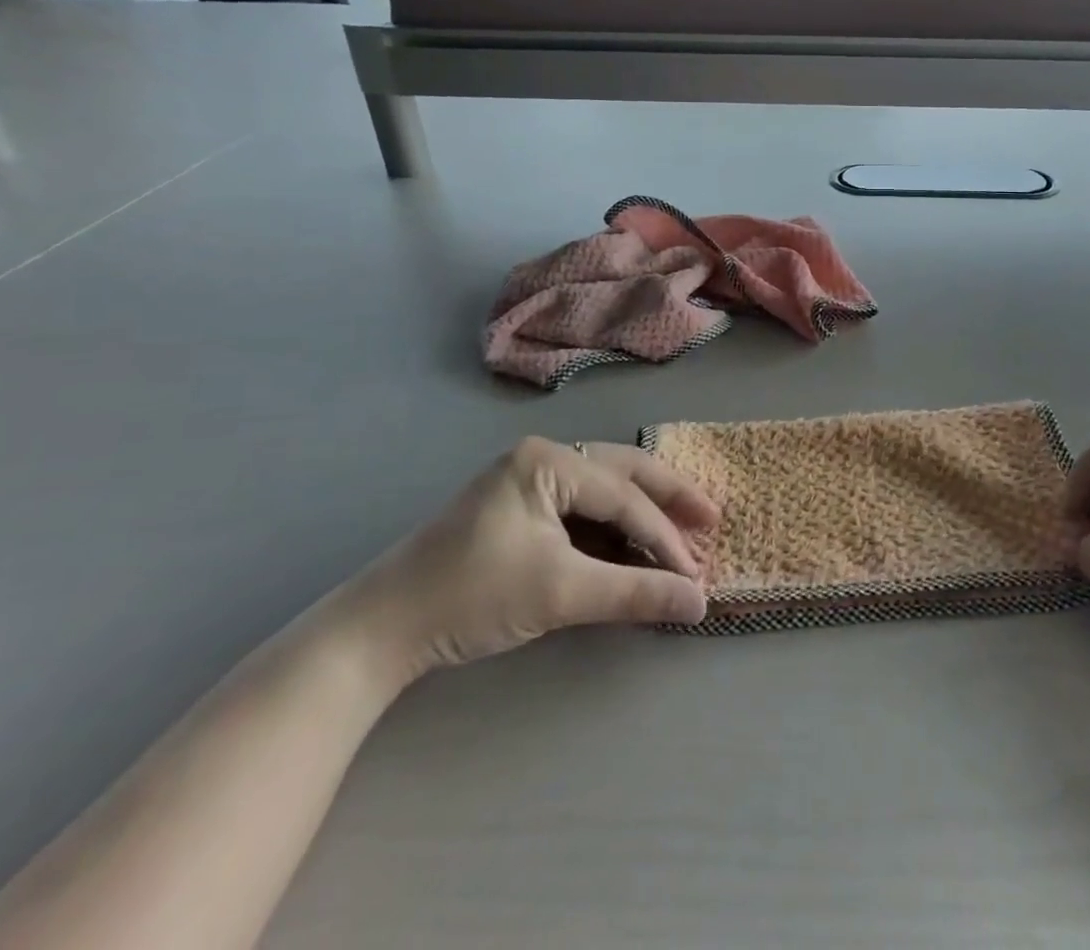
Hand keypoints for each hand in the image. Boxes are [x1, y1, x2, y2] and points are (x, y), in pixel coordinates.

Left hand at [342, 438, 717, 685]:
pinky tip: (633, 549)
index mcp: (549, 460)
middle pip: (622, 473)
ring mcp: (528, 482)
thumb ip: (635, 593)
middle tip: (712, 520)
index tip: (697, 573)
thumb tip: (700, 602)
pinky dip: (611, 531)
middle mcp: (543, 458)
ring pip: (603, 491)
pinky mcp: (519, 511)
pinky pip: (581, 511)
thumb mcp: (560, 593)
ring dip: (642, 515)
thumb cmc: (470, 597)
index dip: (665, 536)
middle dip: (668, 499)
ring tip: (683, 534)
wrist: (377, 632)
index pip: (623, 497)